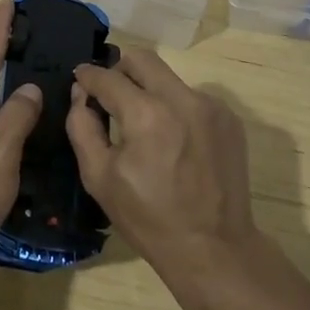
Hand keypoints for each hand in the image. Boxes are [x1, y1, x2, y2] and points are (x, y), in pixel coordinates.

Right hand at [68, 49, 256, 289]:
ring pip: (168, 79)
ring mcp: (210, 106)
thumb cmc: (149, 218)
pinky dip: (175, 109)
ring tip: (145, 128)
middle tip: (110, 94)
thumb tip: (81, 93)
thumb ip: (83, 127)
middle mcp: (182, 98)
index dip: (88, 76)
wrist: (214, 249)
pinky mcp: (229, 119)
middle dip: (119, 70)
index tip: (81, 80)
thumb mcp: (100, 178)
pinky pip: (192, 98)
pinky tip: (174, 142)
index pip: (108, 77)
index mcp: (146, 114)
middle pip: (142, 59)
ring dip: (150, 91)